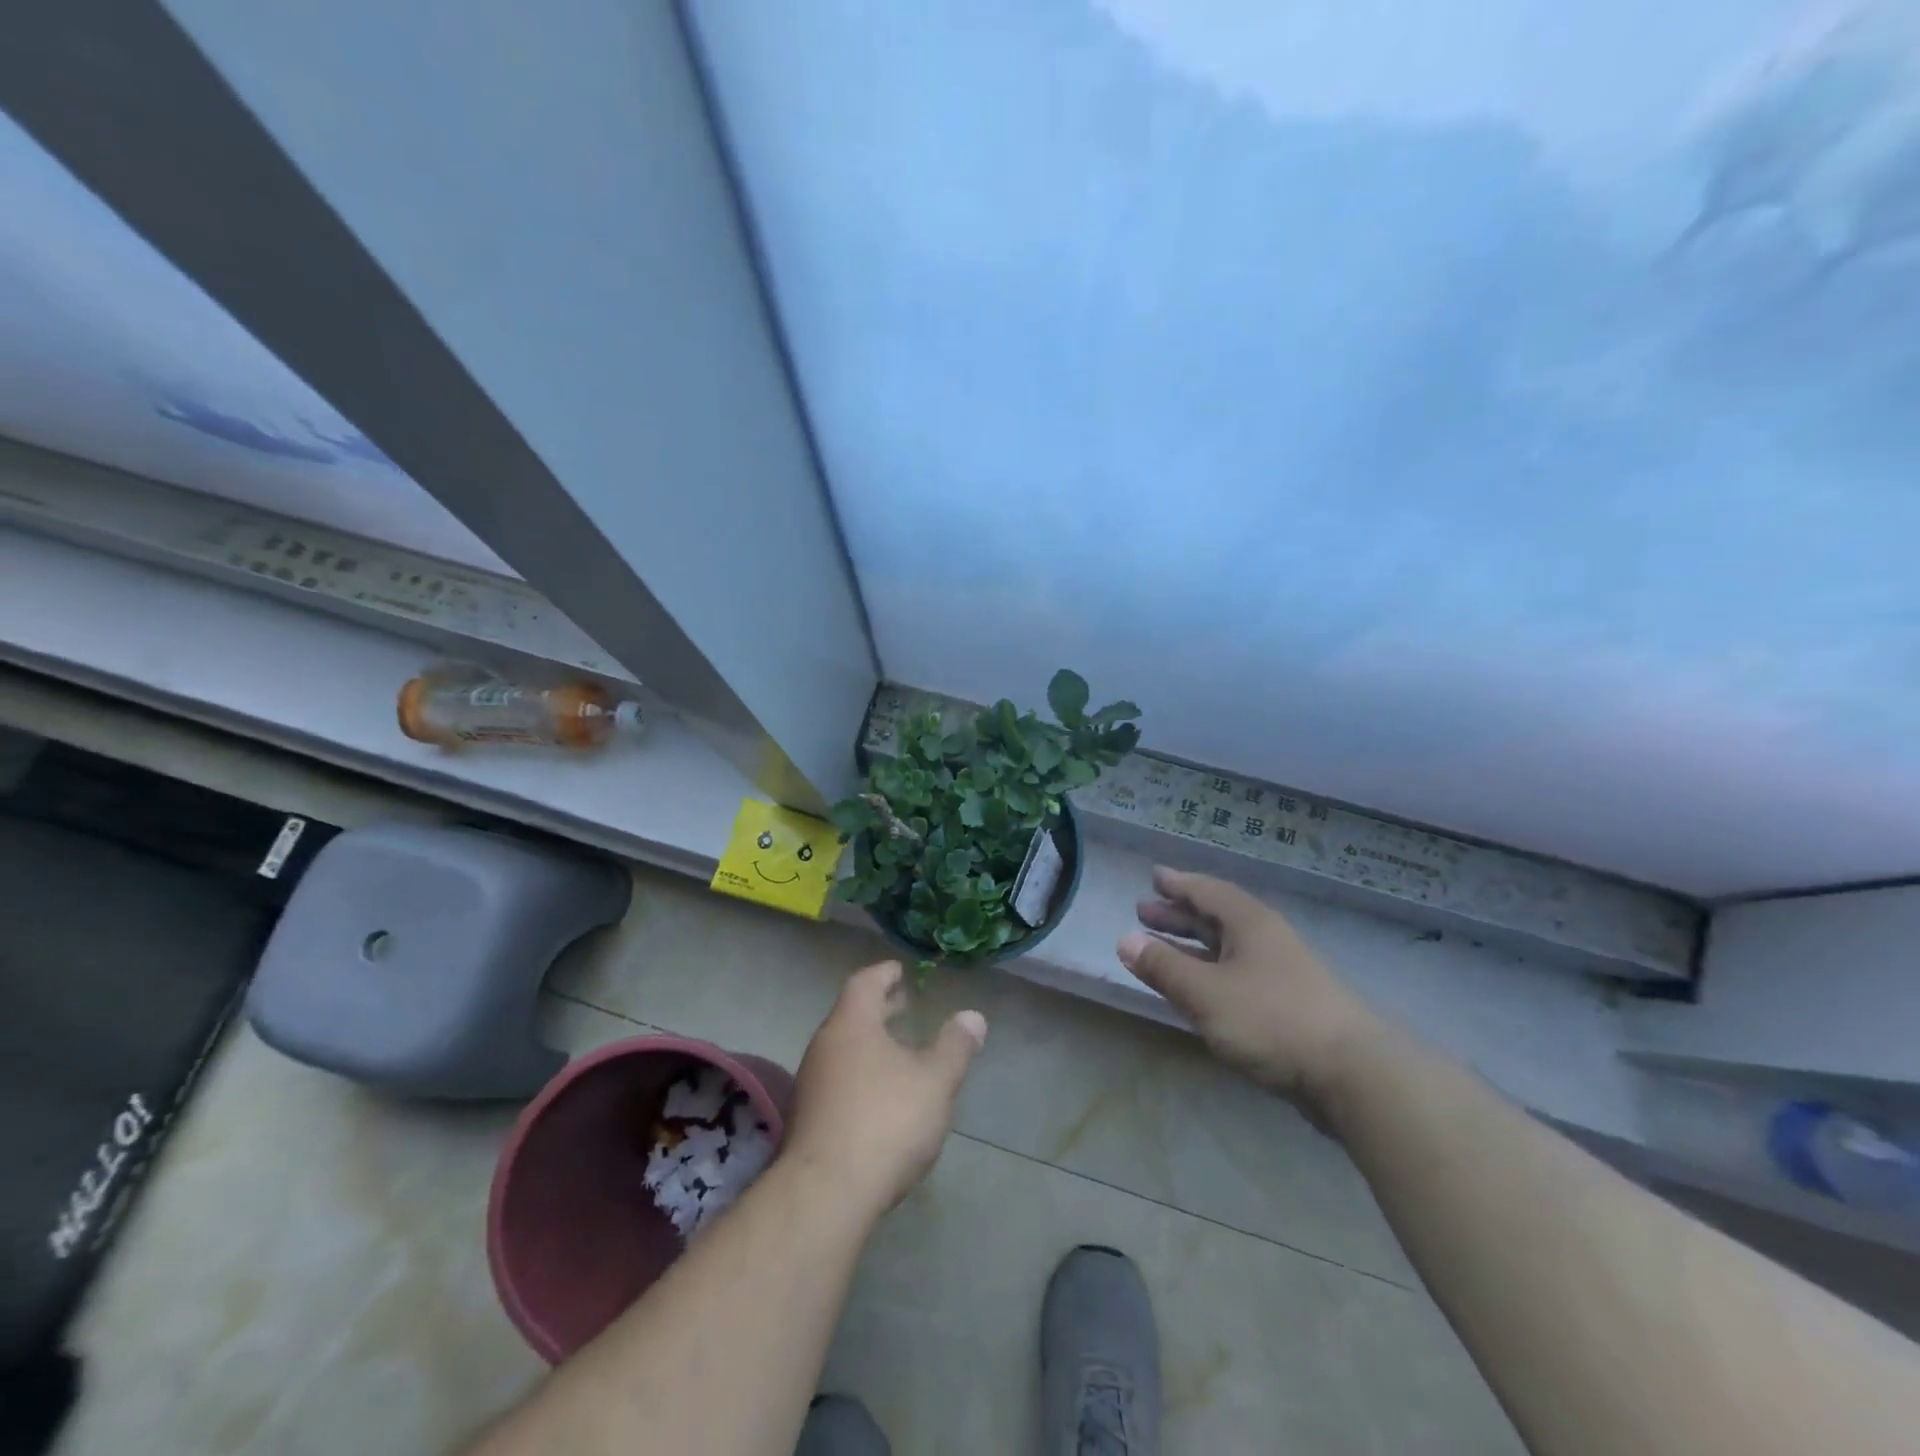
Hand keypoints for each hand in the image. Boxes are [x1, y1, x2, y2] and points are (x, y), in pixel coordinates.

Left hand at [782, 961, 986, 1220]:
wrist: (825, 1194)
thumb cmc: (885, 1121)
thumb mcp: (935, 1081)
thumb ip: (955, 1046)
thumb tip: (973, 1017)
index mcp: (852, 1024)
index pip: (864, 982)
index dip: (884, 974)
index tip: (900, 971)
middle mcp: (825, 1046)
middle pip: (852, 1015)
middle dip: (880, 1009)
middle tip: (904, 1005)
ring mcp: (811, 1084)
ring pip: (844, 1049)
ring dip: (871, 1043)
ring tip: (899, 1052)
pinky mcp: (807, 1120)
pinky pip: (837, 1080)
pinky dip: (861, 1073)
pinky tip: (881, 1096)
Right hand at [1118, 867, 1377, 1115]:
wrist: (1352, 1074)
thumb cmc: (1271, 1020)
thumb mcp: (1206, 992)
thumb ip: (1163, 967)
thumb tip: (1124, 940)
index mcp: (1249, 923)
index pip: (1207, 891)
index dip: (1178, 884)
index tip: (1154, 877)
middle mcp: (1266, 940)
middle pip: (1215, 918)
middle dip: (1178, 915)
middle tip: (1144, 912)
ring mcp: (1279, 973)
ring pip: (1226, 949)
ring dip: (1191, 946)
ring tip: (1159, 948)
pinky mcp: (1287, 1006)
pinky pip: (1235, 974)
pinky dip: (1208, 973)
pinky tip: (1195, 989)